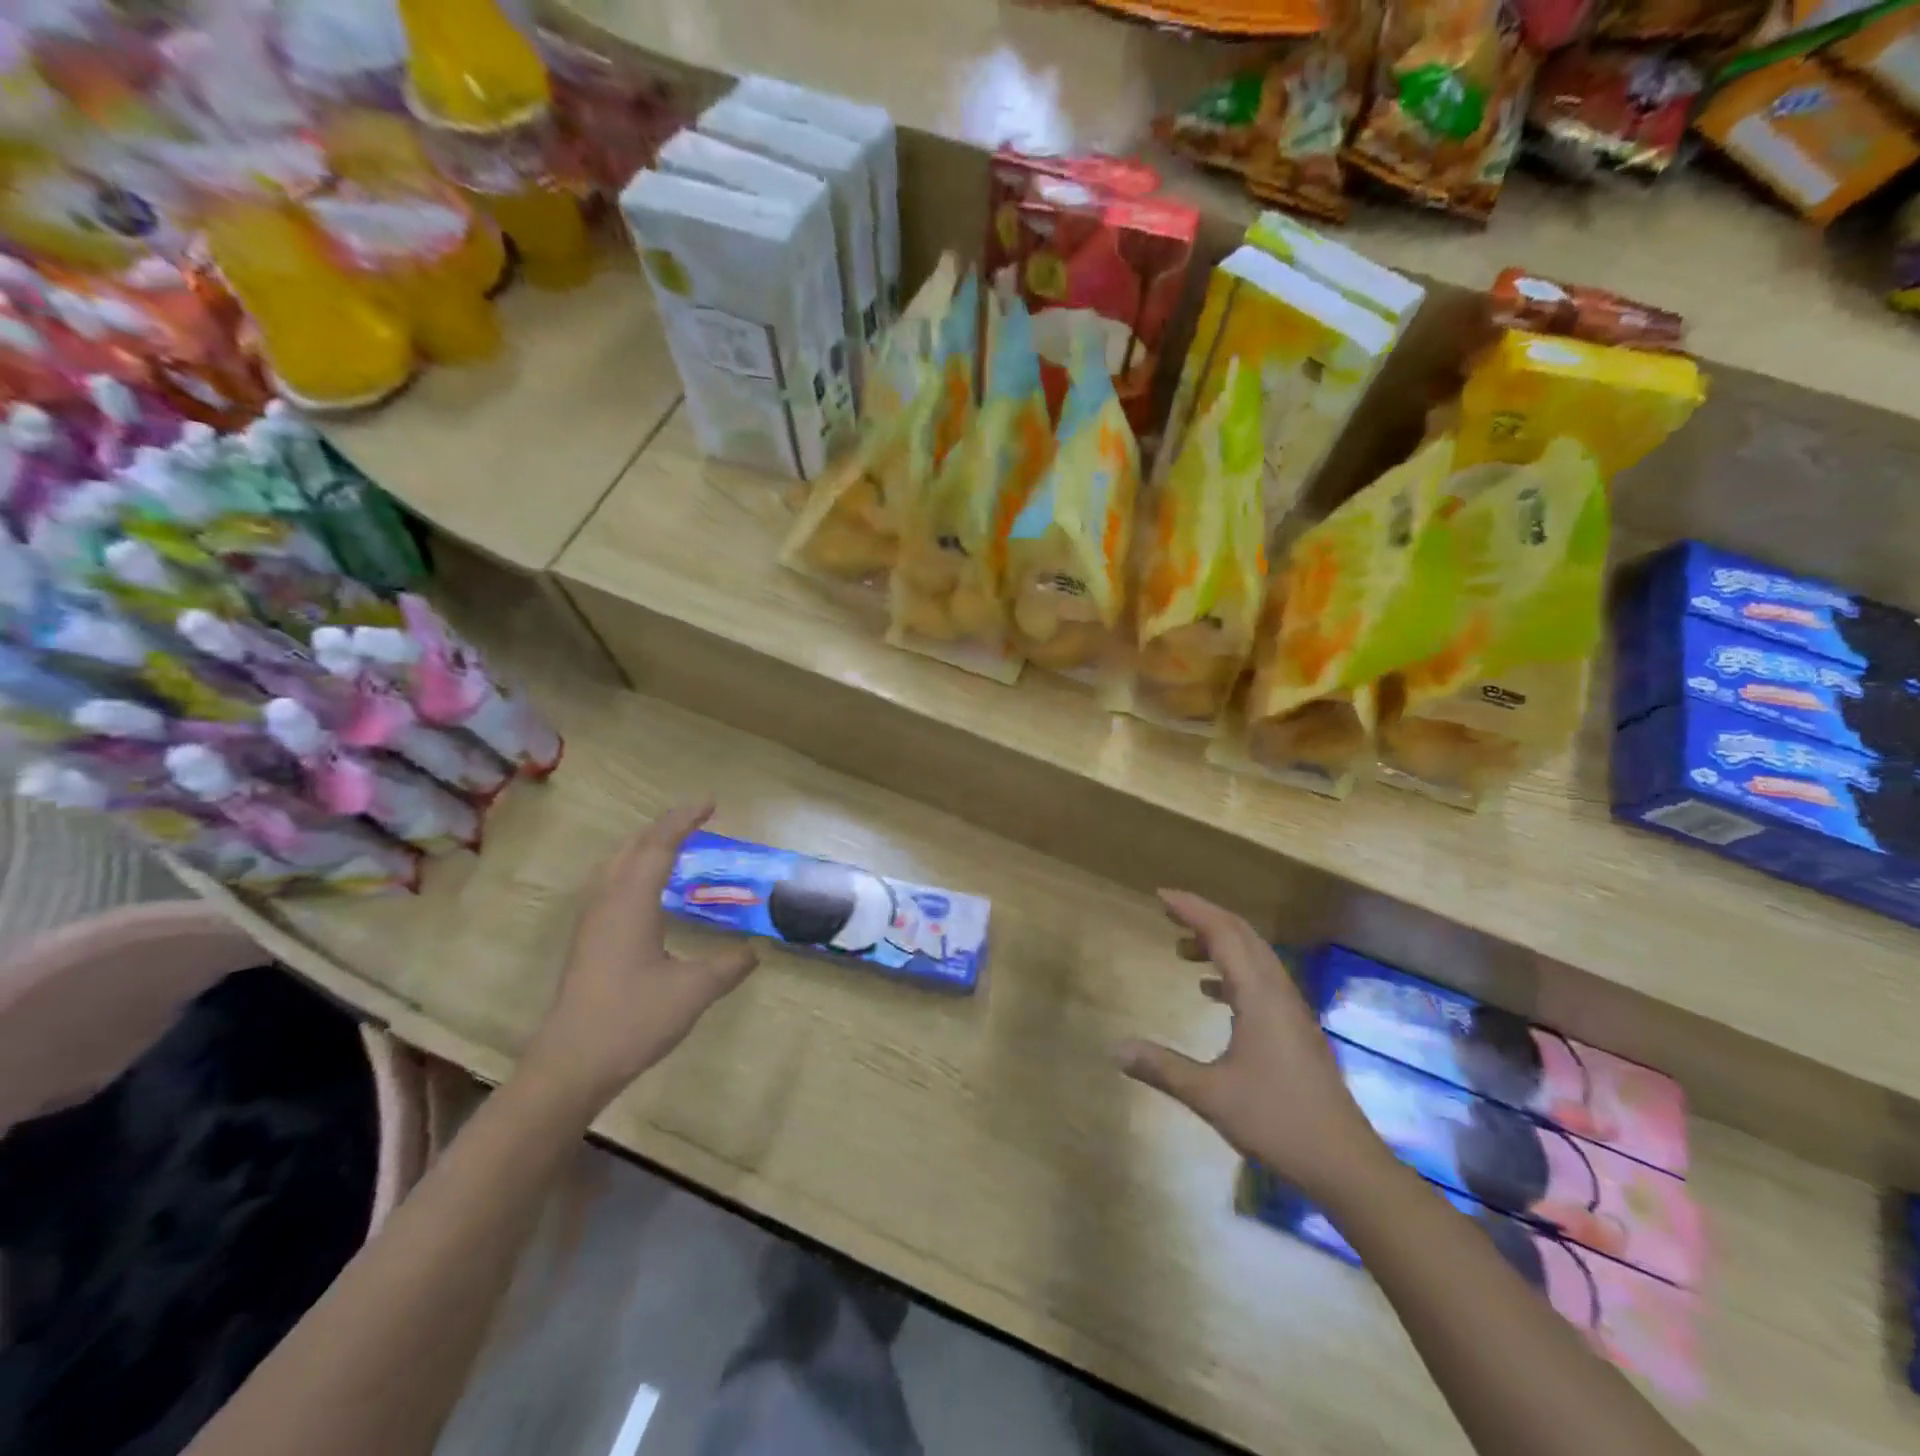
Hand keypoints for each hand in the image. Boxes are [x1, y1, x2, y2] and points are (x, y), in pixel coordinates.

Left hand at [522, 800, 757, 1114]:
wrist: (571, 1066)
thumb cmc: (633, 1020)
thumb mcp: (694, 991)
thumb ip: (729, 965)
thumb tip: (754, 950)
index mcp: (631, 903)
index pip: (659, 845)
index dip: (685, 820)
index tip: (711, 802)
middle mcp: (607, 903)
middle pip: (632, 848)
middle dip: (664, 827)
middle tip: (696, 819)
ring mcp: (591, 923)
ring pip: (616, 866)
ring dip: (645, 847)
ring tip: (674, 846)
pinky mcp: (587, 942)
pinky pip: (611, 885)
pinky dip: (634, 870)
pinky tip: (649, 892)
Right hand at [1119, 891, 1388, 1204]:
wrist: (1345, 1164)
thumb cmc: (1277, 1122)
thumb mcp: (1210, 1096)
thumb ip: (1162, 1068)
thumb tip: (1115, 1050)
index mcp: (1259, 996)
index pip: (1223, 933)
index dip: (1192, 909)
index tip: (1160, 896)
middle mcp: (1278, 992)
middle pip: (1242, 935)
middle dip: (1205, 916)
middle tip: (1168, 911)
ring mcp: (1291, 1010)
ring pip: (1255, 956)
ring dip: (1220, 942)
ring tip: (1183, 949)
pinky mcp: (1296, 1029)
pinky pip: (1261, 980)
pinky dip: (1233, 970)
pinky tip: (1211, 991)